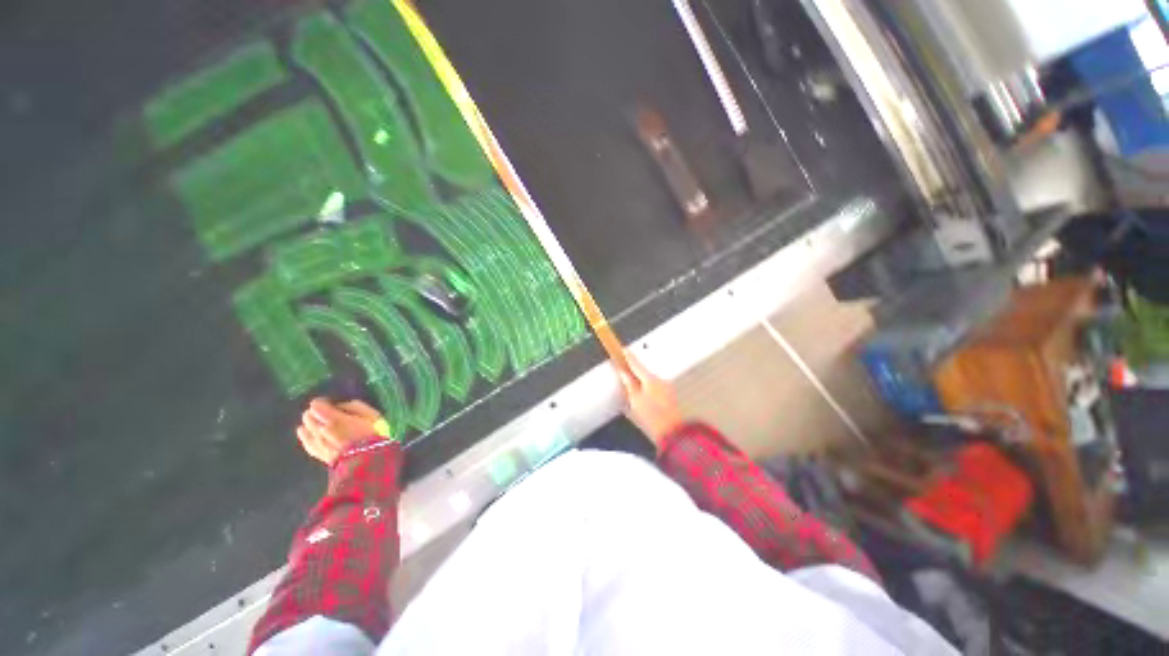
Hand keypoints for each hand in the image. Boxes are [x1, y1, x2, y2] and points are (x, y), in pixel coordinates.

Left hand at [297, 398, 387, 465]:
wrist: (367, 461)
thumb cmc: (372, 435)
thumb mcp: (371, 415)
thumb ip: (355, 407)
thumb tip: (341, 405)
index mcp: (333, 419)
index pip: (316, 405)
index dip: (322, 402)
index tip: (330, 404)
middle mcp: (320, 430)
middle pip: (307, 416)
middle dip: (315, 413)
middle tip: (325, 414)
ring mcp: (316, 443)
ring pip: (303, 429)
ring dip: (310, 425)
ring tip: (319, 424)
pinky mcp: (316, 454)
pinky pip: (305, 442)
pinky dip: (307, 436)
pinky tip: (311, 435)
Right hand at [618, 354, 684, 447]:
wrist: (672, 431)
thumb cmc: (653, 417)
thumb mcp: (635, 400)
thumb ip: (628, 384)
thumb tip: (623, 373)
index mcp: (650, 379)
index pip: (636, 363)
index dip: (628, 356)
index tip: (622, 349)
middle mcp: (660, 380)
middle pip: (643, 371)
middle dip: (634, 372)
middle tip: (624, 374)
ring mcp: (666, 387)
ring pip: (649, 380)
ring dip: (641, 382)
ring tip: (634, 394)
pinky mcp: (669, 395)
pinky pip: (654, 387)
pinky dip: (647, 389)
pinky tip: (644, 399)